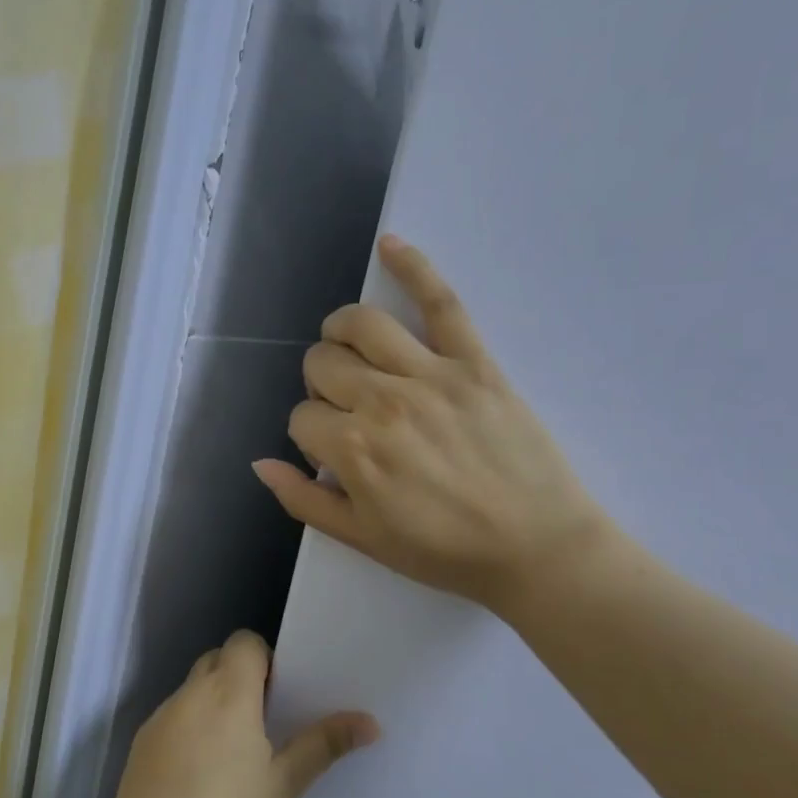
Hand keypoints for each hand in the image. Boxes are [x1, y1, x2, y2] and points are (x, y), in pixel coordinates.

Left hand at [98, 631, 378, 797]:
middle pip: (216, 661)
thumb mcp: (283, 787)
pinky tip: (198, 780)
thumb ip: (322, 746)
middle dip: (240, 679)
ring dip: (213, 705)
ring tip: (232, 758)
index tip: (280, 697)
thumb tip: (370, 721)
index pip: (244, 642)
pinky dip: (189, 730)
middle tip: (264, 725)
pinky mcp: (140, 746)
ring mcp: (159, 720)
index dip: (264, 659)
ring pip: (191, 691)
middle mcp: (189, 695)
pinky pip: (172, 720)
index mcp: (227, 694)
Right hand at [253, 235, 613, 611]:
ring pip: (362, 324)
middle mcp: (383, 403)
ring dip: (341, 331)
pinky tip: (390, 245)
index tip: (334, 455)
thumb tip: (259, 463)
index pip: (301, 417)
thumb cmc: (445, 552)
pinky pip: (441, 303)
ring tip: (349, 347)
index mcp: (353, 450)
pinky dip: (413, 267)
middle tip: (348, 412)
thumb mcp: (363, 540)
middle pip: (322, 364)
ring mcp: (430, 376)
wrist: (537, 549)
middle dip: (321, 386)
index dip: (310, 435)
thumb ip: (304, 501)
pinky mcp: (474, 362)